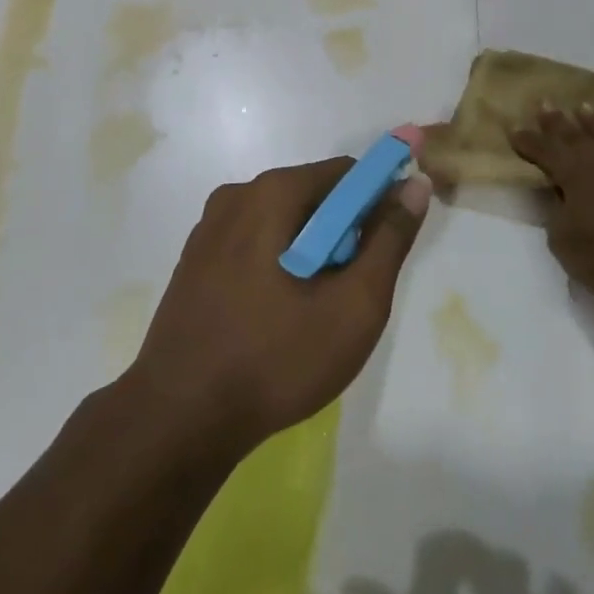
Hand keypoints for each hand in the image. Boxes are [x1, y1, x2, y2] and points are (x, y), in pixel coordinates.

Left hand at [129, 153, 431, 459]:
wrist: (179, 420)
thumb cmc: (275, 359)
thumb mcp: (354, 304)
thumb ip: (389, 239)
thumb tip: (414, 185)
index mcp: (272, 193)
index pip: (347, 173)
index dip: (377, 203)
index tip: (386, 249)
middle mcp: (236, 196)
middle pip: (313, 196)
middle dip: (342, 234)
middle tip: (348, 293)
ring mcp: (209, 228)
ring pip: (283, 223)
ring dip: (310, 252)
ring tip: (312, 312)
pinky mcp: (194, 260)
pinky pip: (254, 244)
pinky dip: (278, 265)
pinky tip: (275, 318)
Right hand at [509, 105, 593, 327]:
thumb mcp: (562, 240)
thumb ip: (555, 209)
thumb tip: (559, 192)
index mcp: (573, 171)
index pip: (543, 149)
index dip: (526, 140)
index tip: (513, 129)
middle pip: (573, 133)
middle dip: (555, 120)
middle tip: (544, 104)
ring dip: (591, 120)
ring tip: (582, 108)